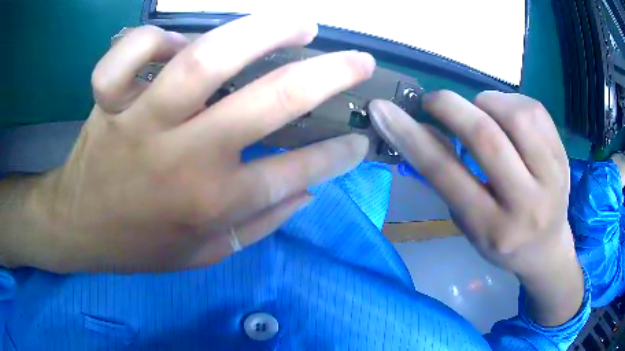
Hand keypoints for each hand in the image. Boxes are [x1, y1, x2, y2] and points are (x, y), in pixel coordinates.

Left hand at [10, 15, 373, 272]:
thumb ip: (257, 226)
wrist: (79, 228)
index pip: (297, 172)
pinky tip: (176, 43)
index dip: (337, 154)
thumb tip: (307, 192)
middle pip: (271, 101)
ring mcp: (143, 120)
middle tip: (358, 60)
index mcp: (212, 203)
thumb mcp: (203, 255)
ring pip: (206, 58)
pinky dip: (156, 38)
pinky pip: (131, 53)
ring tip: (299, 25)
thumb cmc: (138, 246)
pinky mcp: (110, 101)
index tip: (360, 137)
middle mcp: (185, 156)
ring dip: (262, 32)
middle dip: (328, 76)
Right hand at [370, 91, 583, 325]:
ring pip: (515, 115)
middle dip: (450, 106)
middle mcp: (526, 204)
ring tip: (480, 112)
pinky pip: (535, 110)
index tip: (384, 110)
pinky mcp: (563, 155)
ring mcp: (552, 177)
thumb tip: (424, 129)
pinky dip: (510, 102)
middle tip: (433, 101)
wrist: (546, 248)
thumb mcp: (468, 223)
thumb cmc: (502, 242)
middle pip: (486, 137)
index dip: (411, 136)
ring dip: (486, 103)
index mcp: (492, 228)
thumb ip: (448, 180)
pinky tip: (506, 115)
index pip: (446, 174)